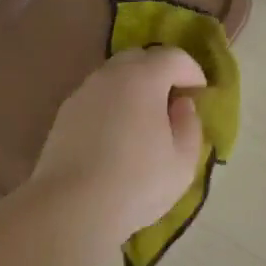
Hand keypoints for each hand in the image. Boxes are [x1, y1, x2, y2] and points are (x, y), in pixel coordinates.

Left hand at [30, 46, 207, 242]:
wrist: (71, 208)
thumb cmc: (136, 183)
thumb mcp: (183, 161)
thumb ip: (190, 125)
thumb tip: (182, 105)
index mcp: (143, 78)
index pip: (173, 57)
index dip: (192, 71)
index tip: (200, 93)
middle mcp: (110, 75)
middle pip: (140, 58)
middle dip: (161, 72)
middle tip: (172, 101)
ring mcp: (83, 93)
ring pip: (114, 77)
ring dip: (134, 88)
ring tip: (144, 120)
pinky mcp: (64, 114)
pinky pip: (97, 97)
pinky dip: (112, 105)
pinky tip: (116, 136)